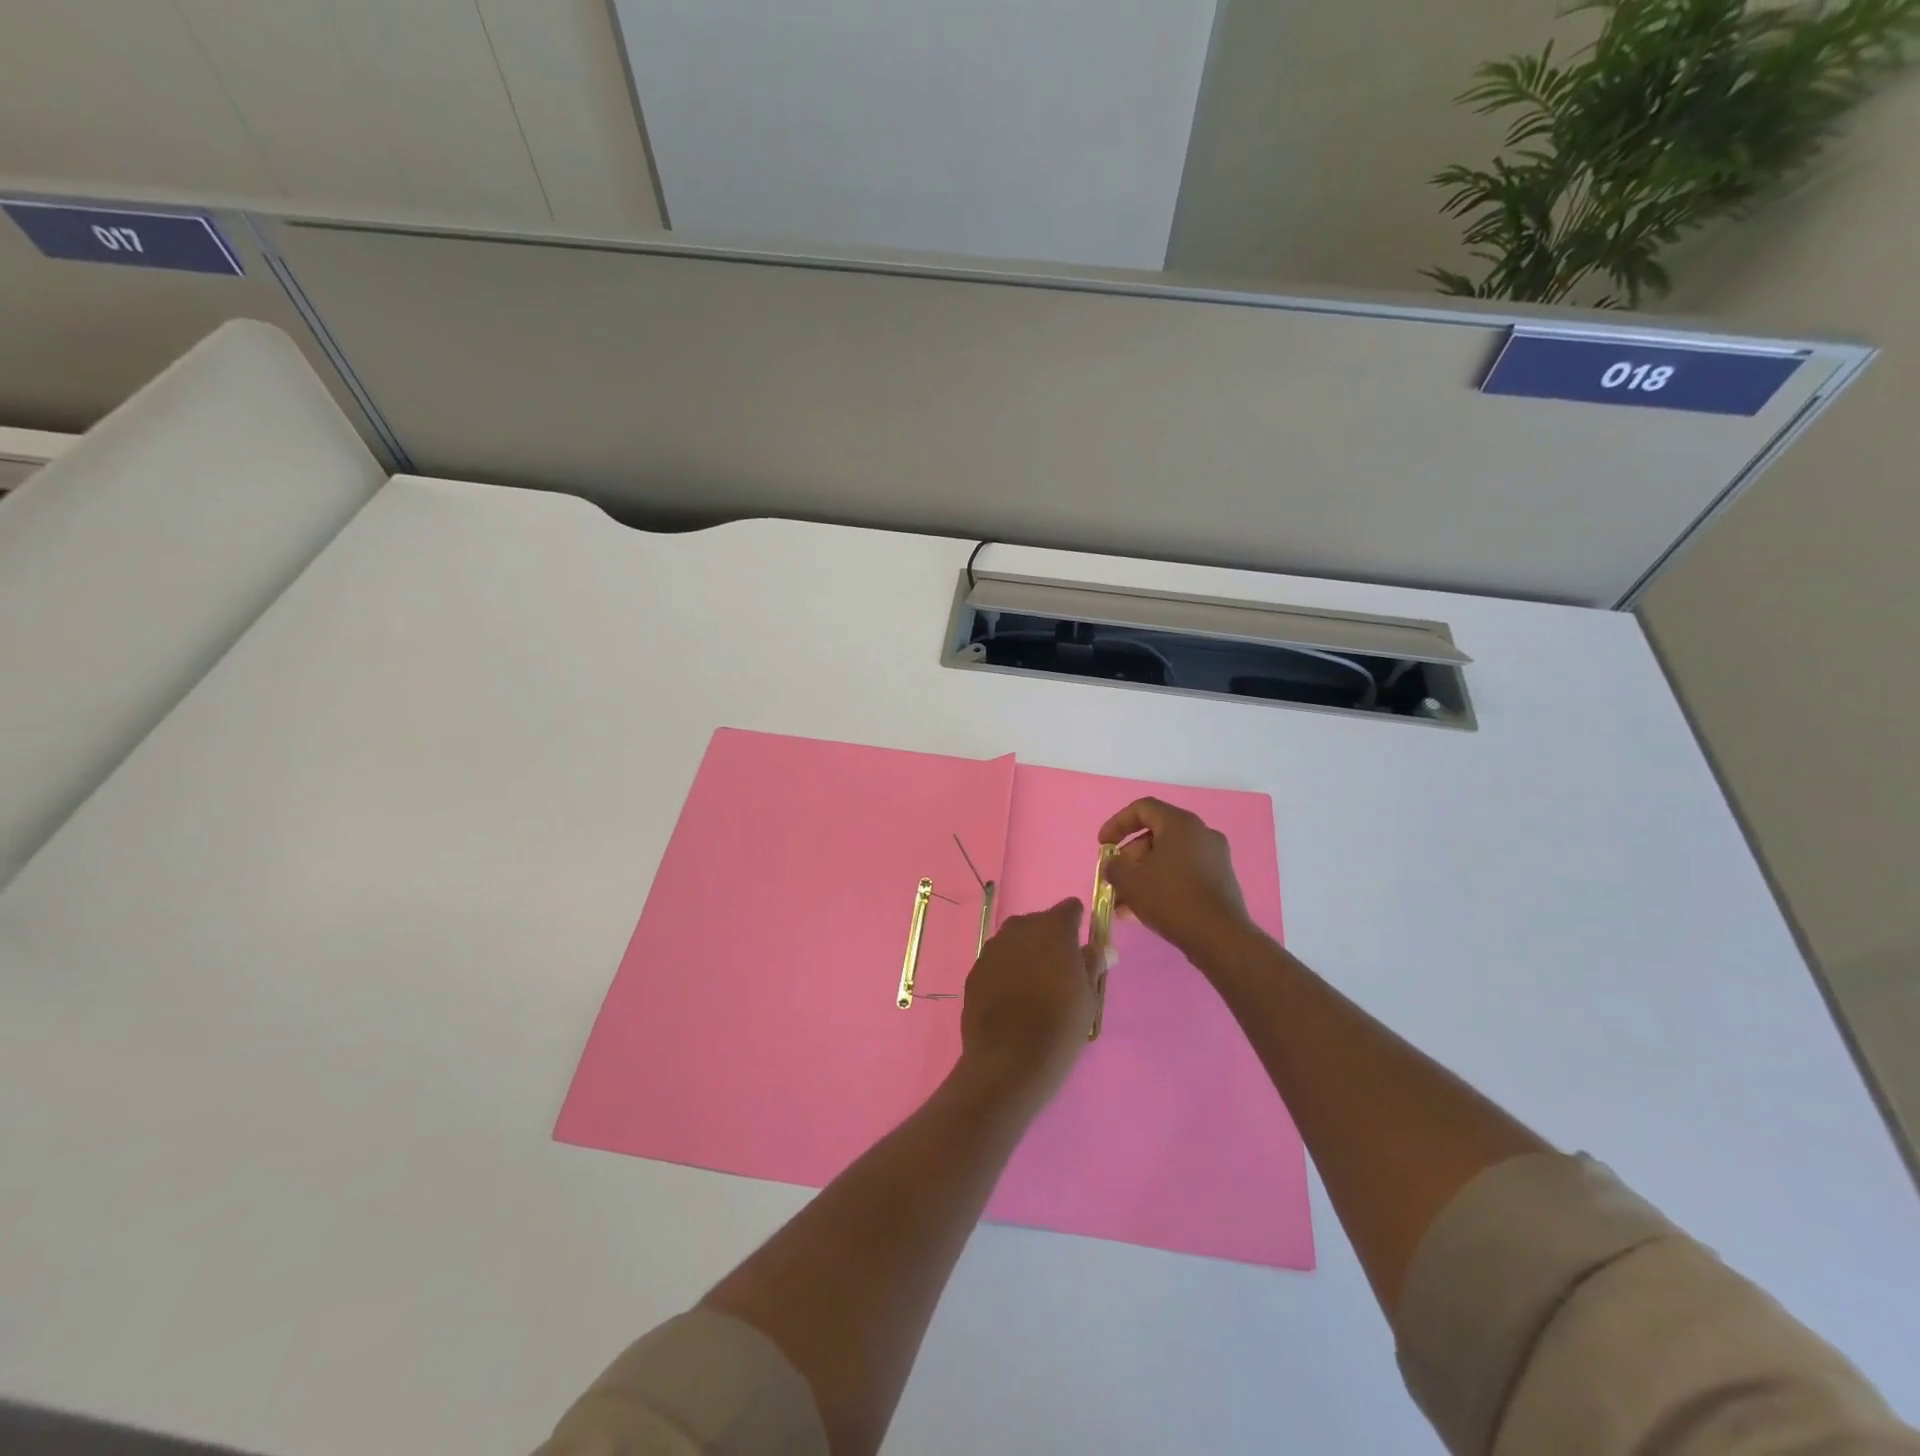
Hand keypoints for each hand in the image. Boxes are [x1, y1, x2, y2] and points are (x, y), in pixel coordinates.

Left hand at [959, 899, 1101, 1105]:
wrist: (1009, 1059)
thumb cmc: (1060, 1025)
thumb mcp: (1088, 996)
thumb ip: (1093, 964)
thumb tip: (1102, 949)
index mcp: (1053, 928)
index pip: (1069, 909)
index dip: (1076, 925)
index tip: (1079, 950)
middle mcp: (1020, 928)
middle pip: (1039, 923)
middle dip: (1049, 940)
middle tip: (1058, 974)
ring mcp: (993, 947)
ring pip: (1015, 941)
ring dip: (1025, 955)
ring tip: (1034, 990)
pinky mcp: (975, 969)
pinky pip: (997, 962)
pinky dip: (1005, 972)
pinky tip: (1011, 1000)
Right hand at [1099, 798, 1255, 961]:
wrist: (1220, 938)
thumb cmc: (1171, 899)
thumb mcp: (1130, 881)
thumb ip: (1114, 866)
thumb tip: (1114, 864)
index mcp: (1181, 824)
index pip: (1142, 809)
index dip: (1117, 824)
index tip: (1102, 846)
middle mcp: (1201, 833)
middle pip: (1155, 835)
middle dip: (1128, 858)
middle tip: (1113, 879)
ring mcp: (1215, 857)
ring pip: (1168, 858)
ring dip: (1142, 875)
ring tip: (1122, 903)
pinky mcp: (1220, 880)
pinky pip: (1183, 873)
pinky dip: (1161, 884)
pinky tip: (1143, 910)